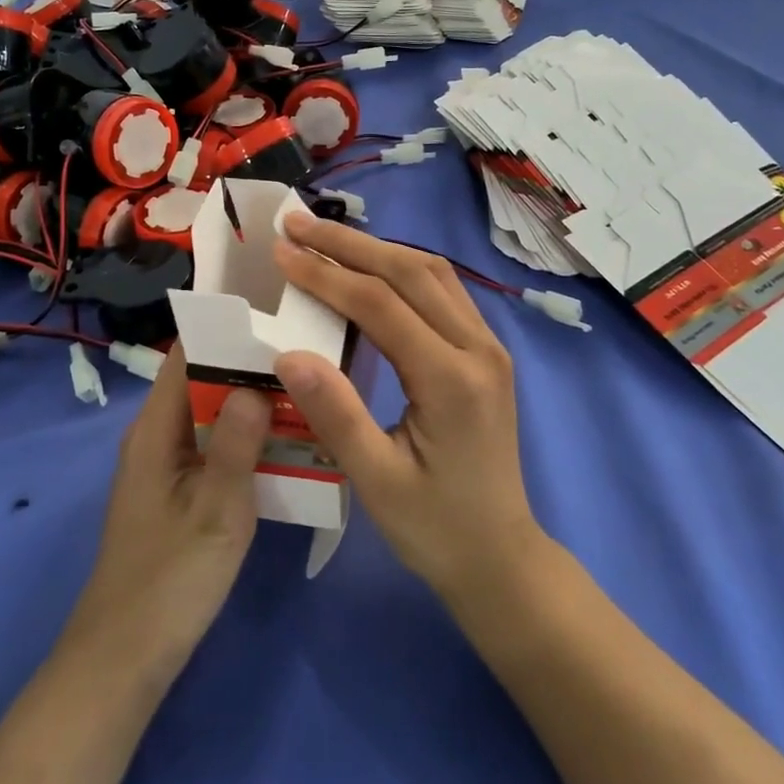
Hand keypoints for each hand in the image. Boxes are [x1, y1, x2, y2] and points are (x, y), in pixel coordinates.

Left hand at [65, 343, 272, 673]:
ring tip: (302, 387)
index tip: (272, 317)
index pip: (185, 355)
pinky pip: (212, 445)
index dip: (224, 330)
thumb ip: (237, 443)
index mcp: (155, 428)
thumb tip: (258, 383)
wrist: (126, 657)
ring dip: (248, 402)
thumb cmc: (170, 578)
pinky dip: (243, 436)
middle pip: (201, 380)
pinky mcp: (177, 491)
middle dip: (247, 364)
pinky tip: (283, 441)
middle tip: (302, 352)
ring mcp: (165, 464)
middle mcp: (156, 435)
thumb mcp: (216, 509)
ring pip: (210, 414)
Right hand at [271, 213, 543, 600]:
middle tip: (295, 223)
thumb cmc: (436, 529)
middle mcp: (478, 349)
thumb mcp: (377, 483)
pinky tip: (369, 269)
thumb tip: (287, 352)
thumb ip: (335, 414)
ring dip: (376, 249)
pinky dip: (400, 269)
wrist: (503, 559)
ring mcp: (488, 347)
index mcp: (451, 380)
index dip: (326, 275)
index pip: (381, 304)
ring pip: (431, 273)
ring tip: (324, 238)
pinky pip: (442, 291)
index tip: (280, 251)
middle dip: (348, 243)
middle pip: (410, 272)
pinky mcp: (486, 352)